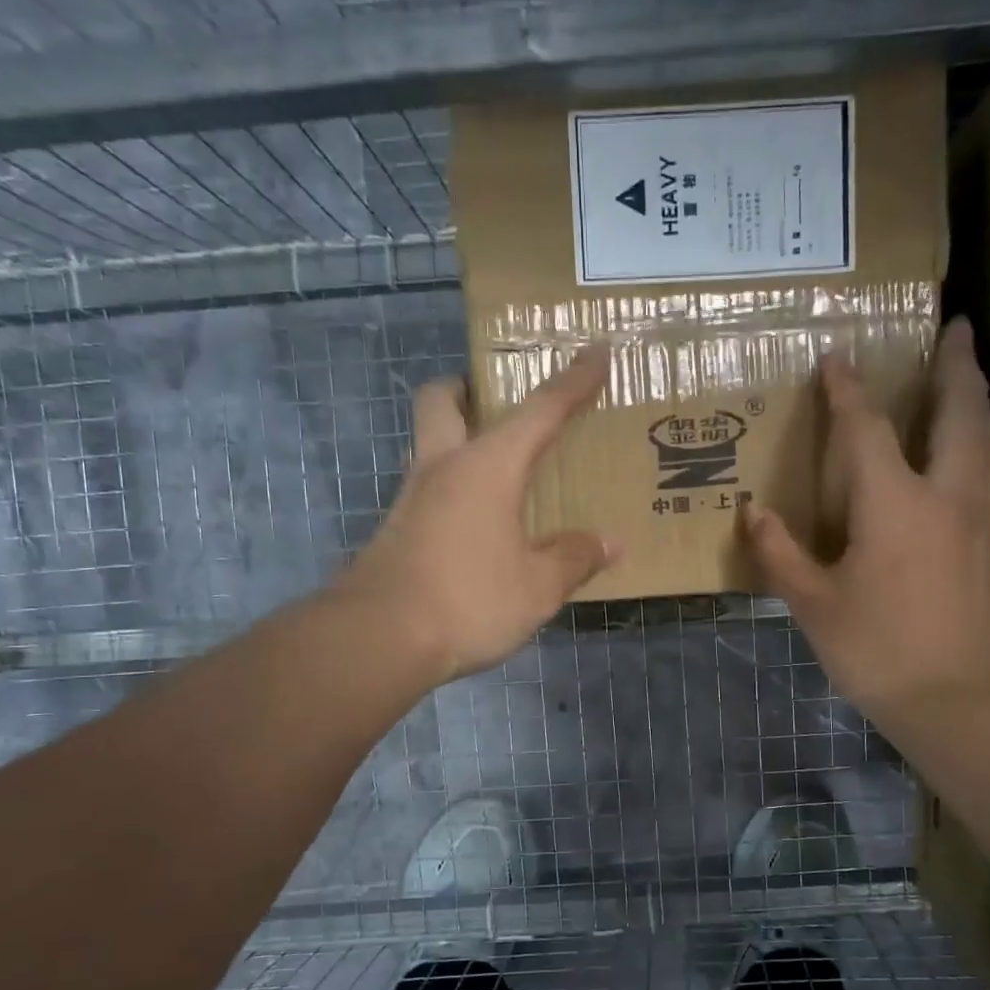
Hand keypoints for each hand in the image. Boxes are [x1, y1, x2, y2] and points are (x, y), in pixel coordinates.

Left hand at [336, 349, 619, 684]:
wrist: (380, 639)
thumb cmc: (469, 599)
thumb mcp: (538, 586)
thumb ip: (575, 558)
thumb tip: (609, 543)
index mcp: (488, 466)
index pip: (540, 410)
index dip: (573, 381)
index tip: (596, 350)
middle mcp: (444, 467)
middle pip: (443, 399)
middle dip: (471, 389)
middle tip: (502, 406)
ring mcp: (413, 498)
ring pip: (431, 444)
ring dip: (461, 440)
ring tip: (503, 473)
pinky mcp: (397, 530)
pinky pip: (430, 490)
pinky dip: (456, 490)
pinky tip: (481, 525)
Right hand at [745, 320, 989, 730]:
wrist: (964, 702)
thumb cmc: (881, 652)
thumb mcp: (815, 606)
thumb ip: (781, 553)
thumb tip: (752, 513)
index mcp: (895, 504)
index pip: (868, 429)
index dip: (847, 391)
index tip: (836, 359)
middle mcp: (951, 493)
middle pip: (960, 411)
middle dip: (955, 364)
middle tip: (956, 327)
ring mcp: (989, 515)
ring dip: (977, 399)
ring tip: (969, 378)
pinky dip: (987, 442)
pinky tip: (978, 453)